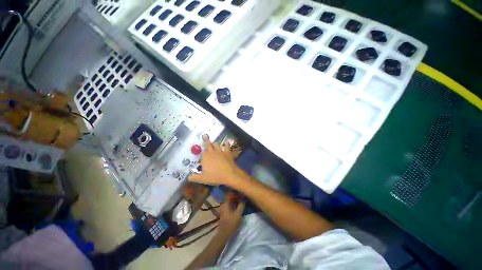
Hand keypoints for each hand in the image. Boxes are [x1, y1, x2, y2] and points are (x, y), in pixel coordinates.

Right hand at [188, 135, 246, 186]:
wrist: (229, 174)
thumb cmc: (215, 176)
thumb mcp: (202, 179)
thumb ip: (194, 177)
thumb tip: (188, 177)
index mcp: (205, 157)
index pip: (202, 153)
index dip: (202, 155)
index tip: (202, 157)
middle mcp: (212, 152)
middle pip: (208, 144)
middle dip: (206, 140)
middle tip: (205, 135)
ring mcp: (220, 151)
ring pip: (217, 144)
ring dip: (215, 144)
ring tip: (214, 143)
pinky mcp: (228, 152)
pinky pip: (227, 146)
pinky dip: (226, 144)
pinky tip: (226, 142)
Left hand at [217, 193, 244, 236]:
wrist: (224, 233)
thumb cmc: (231, 223)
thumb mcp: (238, 213)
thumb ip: (241, 205)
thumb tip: (244, 198)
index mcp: (225, 203)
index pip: (230, 194)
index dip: (236, 192)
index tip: (242, 192)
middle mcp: (223, 204)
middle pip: (230, 197)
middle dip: (236, 196)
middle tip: (243, 196)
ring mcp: (223, 208)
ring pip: (230, 201)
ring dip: (235, 200)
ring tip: (241, 200)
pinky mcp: (224, 212)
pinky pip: (229, 204)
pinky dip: (233, 204)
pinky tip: (238, 205)